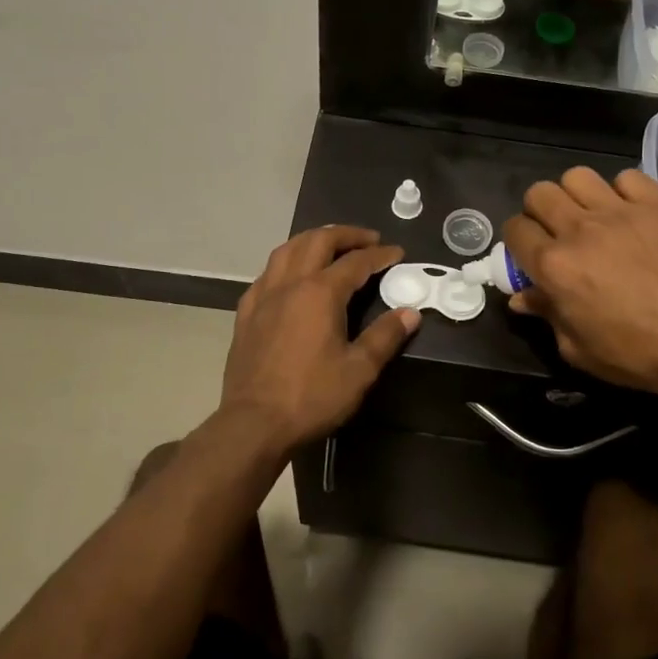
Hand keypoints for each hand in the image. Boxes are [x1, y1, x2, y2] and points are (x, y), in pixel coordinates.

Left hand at [218, 226, 418, 455]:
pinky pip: (267, 273)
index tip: (397, 253)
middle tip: (368, 240)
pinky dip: (286, 263)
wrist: (254, 423)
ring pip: (287, 249)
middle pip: (318, 241)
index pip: (356, 262)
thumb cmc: (311, 396)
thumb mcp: (359, 370)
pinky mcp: (246, 312)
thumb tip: (411, 313)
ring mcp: (263, 296)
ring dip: (313, 240)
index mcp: (320, 293)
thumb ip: (385, 336)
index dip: (379, 255)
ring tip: (330, 246)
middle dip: (346, 235)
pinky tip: (291, 276)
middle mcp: (290, 283)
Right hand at [502, 167, 657, 405]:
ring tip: (593, 217)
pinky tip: (632, 214)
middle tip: (557, 233)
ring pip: (578, 176)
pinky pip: (628, 178)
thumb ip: (548, 315)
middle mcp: (580, 229)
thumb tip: (523, 298)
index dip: (517, 241)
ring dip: (577, 196)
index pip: (514, 230)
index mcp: (555, 266)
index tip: (530, 254)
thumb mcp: (579, 349)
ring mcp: (621, 212)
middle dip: (540, 211)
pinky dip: (623, 192)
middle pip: (540, 193)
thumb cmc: (638, 354)